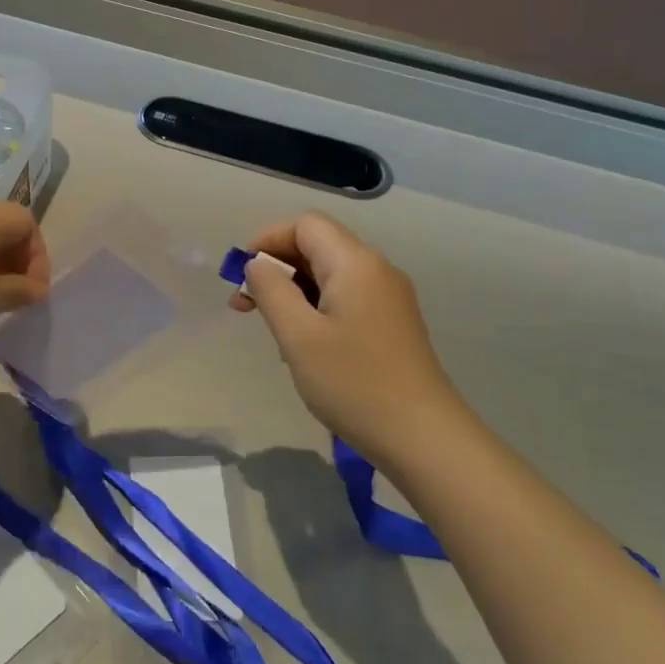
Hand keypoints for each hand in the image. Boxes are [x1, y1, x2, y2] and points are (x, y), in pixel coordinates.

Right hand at [231, 212, 460, 469]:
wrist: (423, 438)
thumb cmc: (354, 383)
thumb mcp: (298, 336)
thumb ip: (271, 290)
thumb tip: (257, 265)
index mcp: (355, 263)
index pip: (305, 224)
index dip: (267, 240)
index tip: (241, 276)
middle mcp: (376, 270)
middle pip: (318, 246)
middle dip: (276, 267)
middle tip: (244, 306)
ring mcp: (389, 298)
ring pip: (330, 274)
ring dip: (293, 291)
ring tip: (273, 331)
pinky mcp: (392, 324)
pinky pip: (345, 298)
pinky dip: (316, 308)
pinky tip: (304, 346)